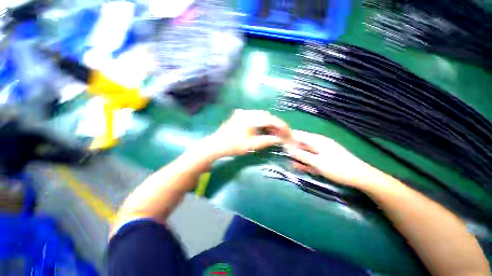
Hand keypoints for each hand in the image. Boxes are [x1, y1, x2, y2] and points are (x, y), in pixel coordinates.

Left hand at [201, 109, 290, 157]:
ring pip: (262, 116)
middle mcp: (247, 112)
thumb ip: (267, 141)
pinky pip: (256, 117)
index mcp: (250, 118)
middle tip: (283, 133)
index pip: (270, 119)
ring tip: (276, 133)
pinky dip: (262, 123)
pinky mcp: (241, 115)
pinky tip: (266, 129)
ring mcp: (243, 113)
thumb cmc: (233, 146)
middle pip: (267, 116)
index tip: (288, 132)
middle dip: (276, 124)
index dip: (281, 125)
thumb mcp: (252, 145)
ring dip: (270, 124)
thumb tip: (280, 139)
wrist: (216, 145)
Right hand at [284, 130, 383, 188]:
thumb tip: (288, 149)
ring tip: (291, 163)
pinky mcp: (324, 158)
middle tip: (284, 155)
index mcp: (317, 140)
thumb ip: (301, 155)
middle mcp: (319, 143)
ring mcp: (322, 151)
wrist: (360, 177)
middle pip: (301, 143)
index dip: (288, 137)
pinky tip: (300, 167)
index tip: (279, 142)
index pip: (299, 135)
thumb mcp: (317, 162)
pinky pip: (312, 157)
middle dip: (292, 149)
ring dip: (298, 157)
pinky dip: (306, 161)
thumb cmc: (338, 168)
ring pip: (306, 151)